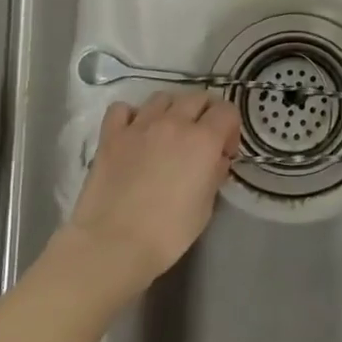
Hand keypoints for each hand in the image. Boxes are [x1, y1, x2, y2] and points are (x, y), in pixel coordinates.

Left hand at [62, 90, 239, 293]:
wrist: (113, 244)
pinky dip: (132, 115)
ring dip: (171, 111)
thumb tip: (216, 160)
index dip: (231, 129)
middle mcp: (173, 122)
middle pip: (197, 97)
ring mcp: (139, 125)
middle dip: (205, 114)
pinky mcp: (111, 135)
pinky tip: (134, 133)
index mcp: (203, 139)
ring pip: (162, 97)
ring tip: (167, 134)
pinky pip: (123, 109)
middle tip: (201, 140)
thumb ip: (214, 174)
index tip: (224, 152)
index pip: (227, 111)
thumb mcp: (205, 207)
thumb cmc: (167, 233)